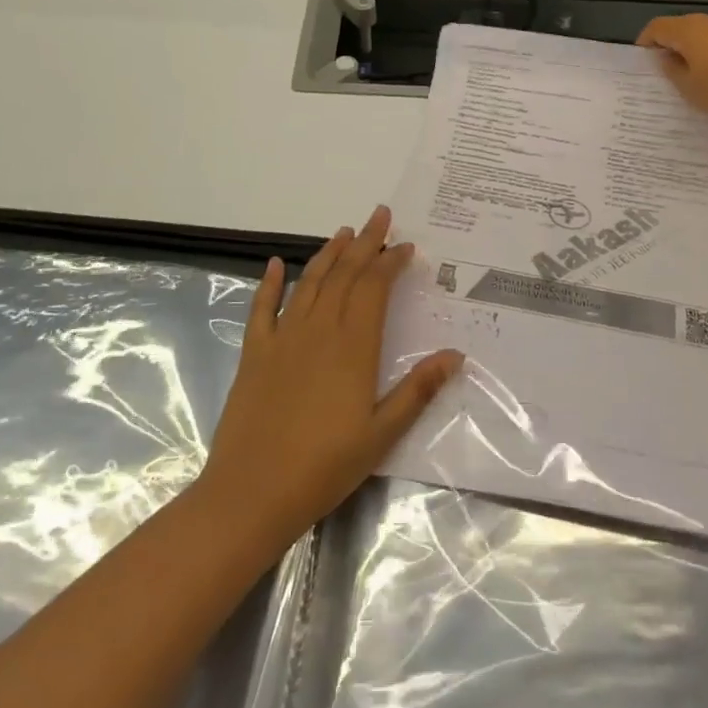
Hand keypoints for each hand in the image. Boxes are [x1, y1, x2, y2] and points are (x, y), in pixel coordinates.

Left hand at [196, 206, 462, 545]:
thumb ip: (418, 390)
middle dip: (365, 243)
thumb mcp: (382, 433)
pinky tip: (274, 263)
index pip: (374, 288)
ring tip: (344, 232)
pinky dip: (268, 282)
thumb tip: (455, 354)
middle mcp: (318, 330)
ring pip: (309, 282)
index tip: (405, 246)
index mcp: (353, 346)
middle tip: (380, 215)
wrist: (252, 492)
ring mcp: (282, 337)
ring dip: (328, 254)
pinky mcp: (254, 353)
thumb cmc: (325, 466)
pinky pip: (262, 307)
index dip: (390, 262)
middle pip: (344, 274)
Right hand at [637, 14, 707, 123]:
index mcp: (689, 32)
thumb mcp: (690, 89)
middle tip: (671, 69)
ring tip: (706, 71)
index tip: (644, 59)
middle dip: (675, 44)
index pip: (658, 27)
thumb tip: (666, 57)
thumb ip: (673, 71)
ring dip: (705, 46)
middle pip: (686, 27)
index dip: (646, 40)